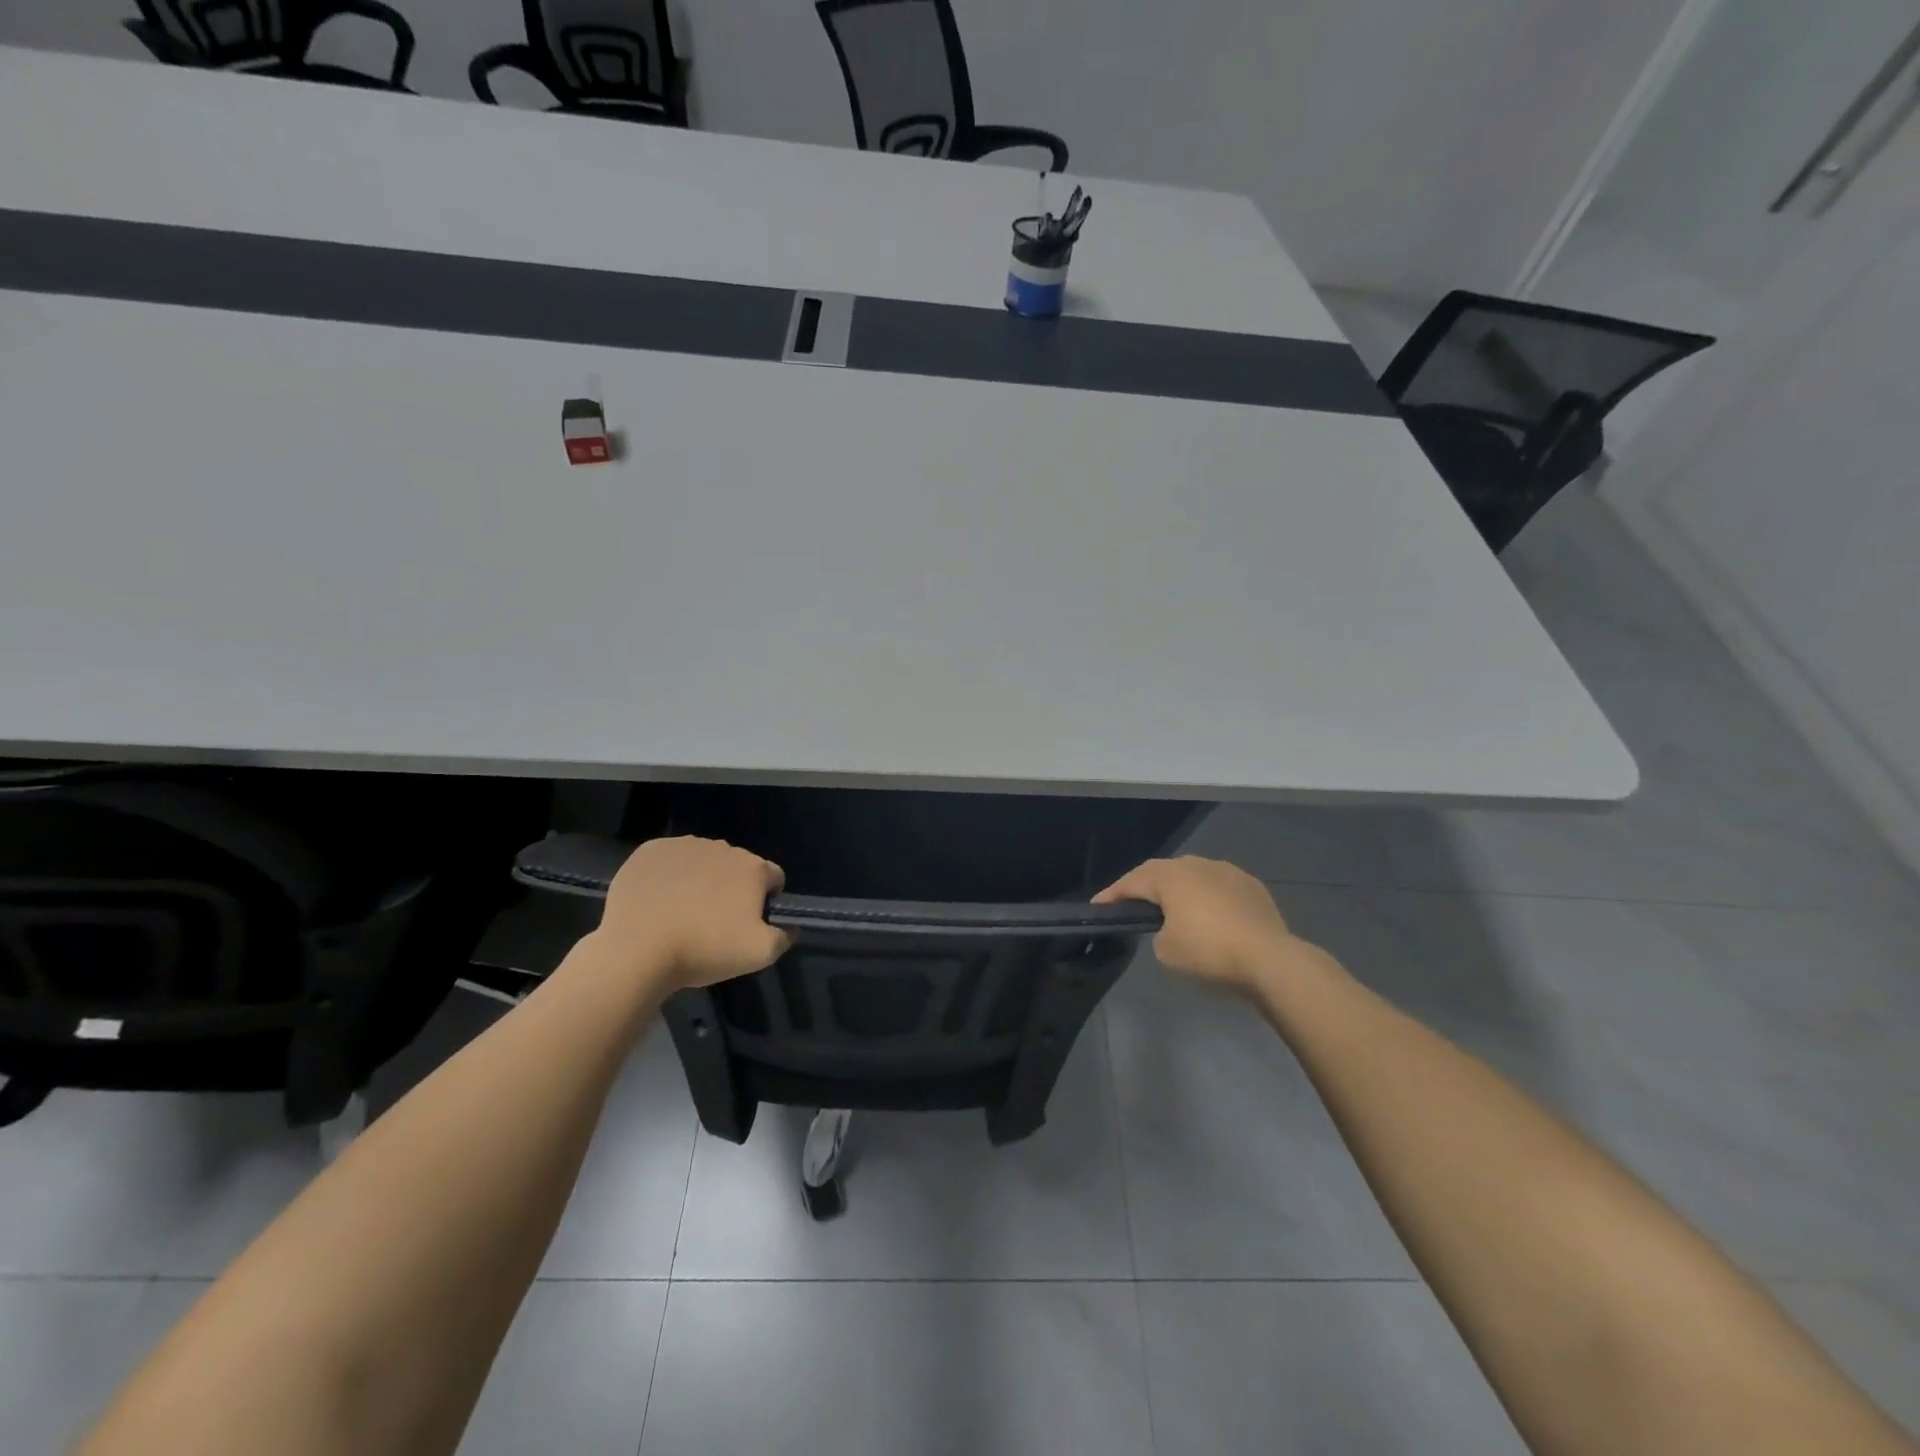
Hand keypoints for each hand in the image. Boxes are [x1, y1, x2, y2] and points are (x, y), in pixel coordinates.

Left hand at [588, 837, 790, 993]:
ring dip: (701, 879)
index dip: (767, 899)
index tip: (749, 922)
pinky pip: (669, 859)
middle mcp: (723, 847)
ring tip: (683, 912)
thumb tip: (790, 928)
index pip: (773, 877)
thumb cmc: (704, 950)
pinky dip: (669, 875)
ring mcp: (684, 845)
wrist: (637, 950)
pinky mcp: (651, 850)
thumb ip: (784, 937)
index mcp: (753, 868)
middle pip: (737, 867)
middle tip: (714, 921)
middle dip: (732, 888)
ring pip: (703, 861)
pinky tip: (658, 901)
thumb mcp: (760, 955)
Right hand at [1094, 856, 1323, 997]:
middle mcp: (1197, 864)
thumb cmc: (1210, 952)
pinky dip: (1206, 897)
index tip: (1098, 906)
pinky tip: (1209, 914)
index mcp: (1171, 876)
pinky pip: (1218, 886)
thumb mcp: (1166, 951)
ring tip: (1173, 908)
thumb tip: (1171, 928)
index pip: (1132, 881)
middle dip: (1145, 887)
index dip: (1113, 894)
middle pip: (1162, 872)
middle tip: (1132, 904)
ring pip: (1193, 875)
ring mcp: (1227, 871)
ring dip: (1179, 889)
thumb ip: (1158, 933)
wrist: (1271, 960)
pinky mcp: (1251, 886)